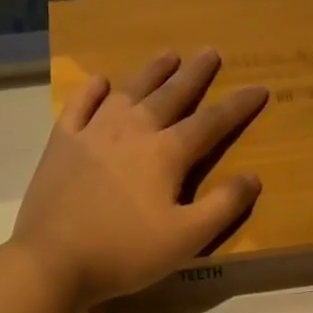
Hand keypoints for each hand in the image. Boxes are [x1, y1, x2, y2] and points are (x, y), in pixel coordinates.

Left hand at [11, 50, 267, 307]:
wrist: (53, 260)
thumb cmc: (126, 252)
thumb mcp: (187, 238)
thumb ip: (223, 206)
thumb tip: (253, 177)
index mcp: (166, 154)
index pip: (211, 122)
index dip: (238, 105)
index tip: (259, 87)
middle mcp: (132, 131)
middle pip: (170, 95)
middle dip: (195, 74)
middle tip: (210, 52)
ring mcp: (93, 133)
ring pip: (128, 91)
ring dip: (151, 72)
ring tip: (168, 55)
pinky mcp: (61, 143)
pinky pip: (79, 106)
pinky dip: (92, 91)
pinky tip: (101, 82)